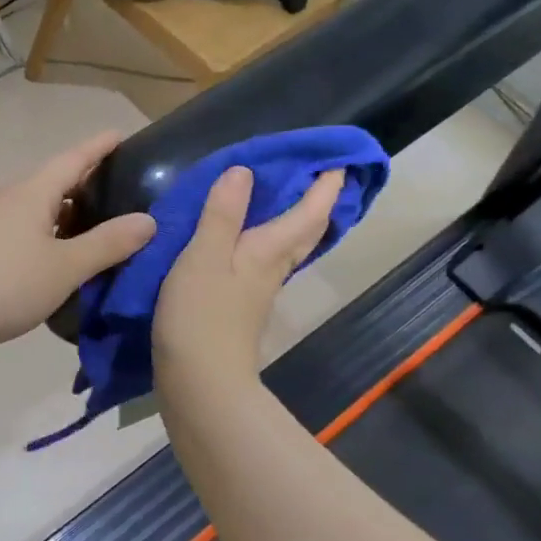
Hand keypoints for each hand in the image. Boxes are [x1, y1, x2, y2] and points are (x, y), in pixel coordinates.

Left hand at [0, 131, 155, 355]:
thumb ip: (108, 243)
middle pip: (52, 180)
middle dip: (83, 181)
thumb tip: (148, 220)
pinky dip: (46, 230)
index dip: (99, 147)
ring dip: (64, 210)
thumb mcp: (66, 267)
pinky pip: (21, 226)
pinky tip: (55, 252)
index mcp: (31, 192)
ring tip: (93, 223)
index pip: (73, 158)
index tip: (120, 134)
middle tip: (117, 186)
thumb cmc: (7, 285)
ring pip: (35, 206)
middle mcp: (8, 197)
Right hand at [152, 165, 344, 386]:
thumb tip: (244, 171)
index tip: (340, 159)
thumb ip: (222, 214)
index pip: (310, 211)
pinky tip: (249, 239)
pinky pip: (266, 261)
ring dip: (297, 220)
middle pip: (307, 231)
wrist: (200, 382)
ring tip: (288, 197)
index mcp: (268, 250)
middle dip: (319, 202)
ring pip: (289, 247)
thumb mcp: (203, 256)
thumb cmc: (200, 315)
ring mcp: (259, 289)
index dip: (327, 185)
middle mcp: (272, 267)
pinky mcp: (242, 306)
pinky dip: (268, 240)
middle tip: (321, 175)